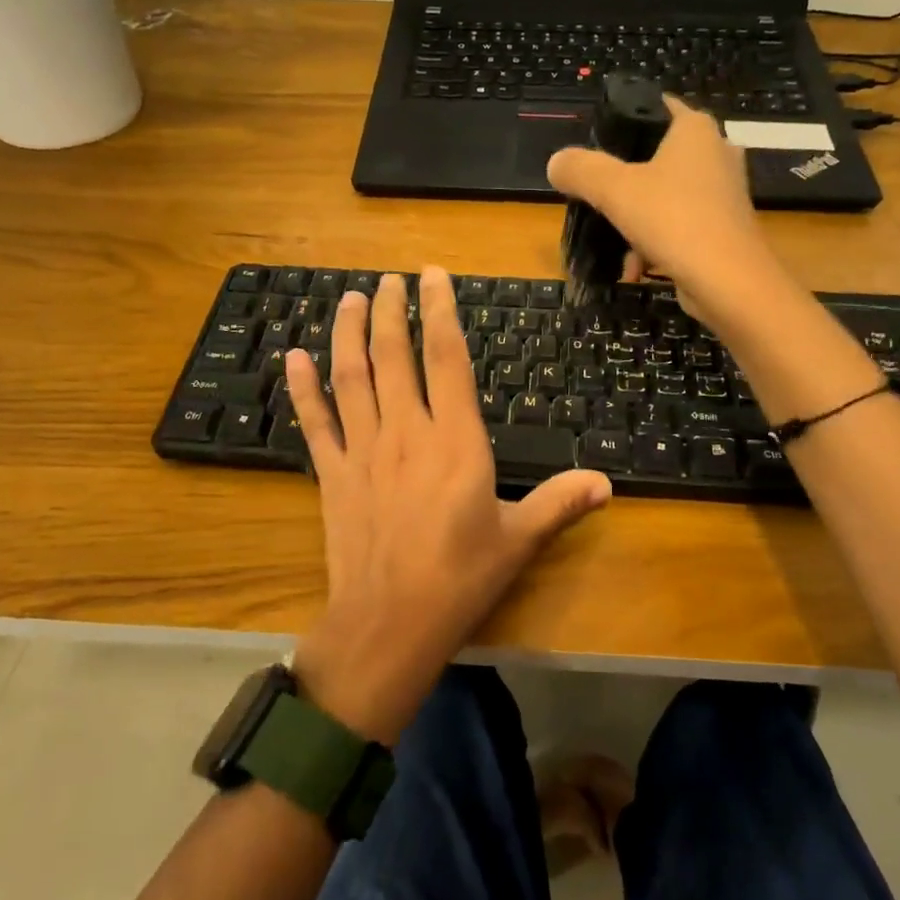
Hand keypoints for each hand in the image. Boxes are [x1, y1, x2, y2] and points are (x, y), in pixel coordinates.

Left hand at [284, 269, 611, 743]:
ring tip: (350, 299)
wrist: (390, 622)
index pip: (447, 359)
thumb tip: (606, 483)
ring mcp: (363, 450)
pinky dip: (302, 389)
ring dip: (349, 334)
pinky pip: (314, 422)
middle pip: (395, 356)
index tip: (433, 277)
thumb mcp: (519, 540)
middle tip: (389, 279)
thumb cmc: (460, 579)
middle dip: (392, 311)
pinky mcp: (332, 475)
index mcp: (455, 441)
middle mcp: (406, 432)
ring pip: (353, 378)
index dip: (440, 311)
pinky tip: (293, 357)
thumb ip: (560, 502)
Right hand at [546, 94, 781, 331]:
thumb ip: (581, 170)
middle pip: (656, 157)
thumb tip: (556, 163)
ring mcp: (724, 192)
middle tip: (597, 198)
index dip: (623, 122)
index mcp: (694, 129)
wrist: (729, 281)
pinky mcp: (725, 227)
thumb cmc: (673, 219)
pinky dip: (657, 242)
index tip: (595, 147)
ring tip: (616, 244)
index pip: (655, 106)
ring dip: (637, 220)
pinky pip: (680, 225)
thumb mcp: (613, 190)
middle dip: (625, 181)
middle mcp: (716, 152)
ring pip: (666, 196)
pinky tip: (637, 268)